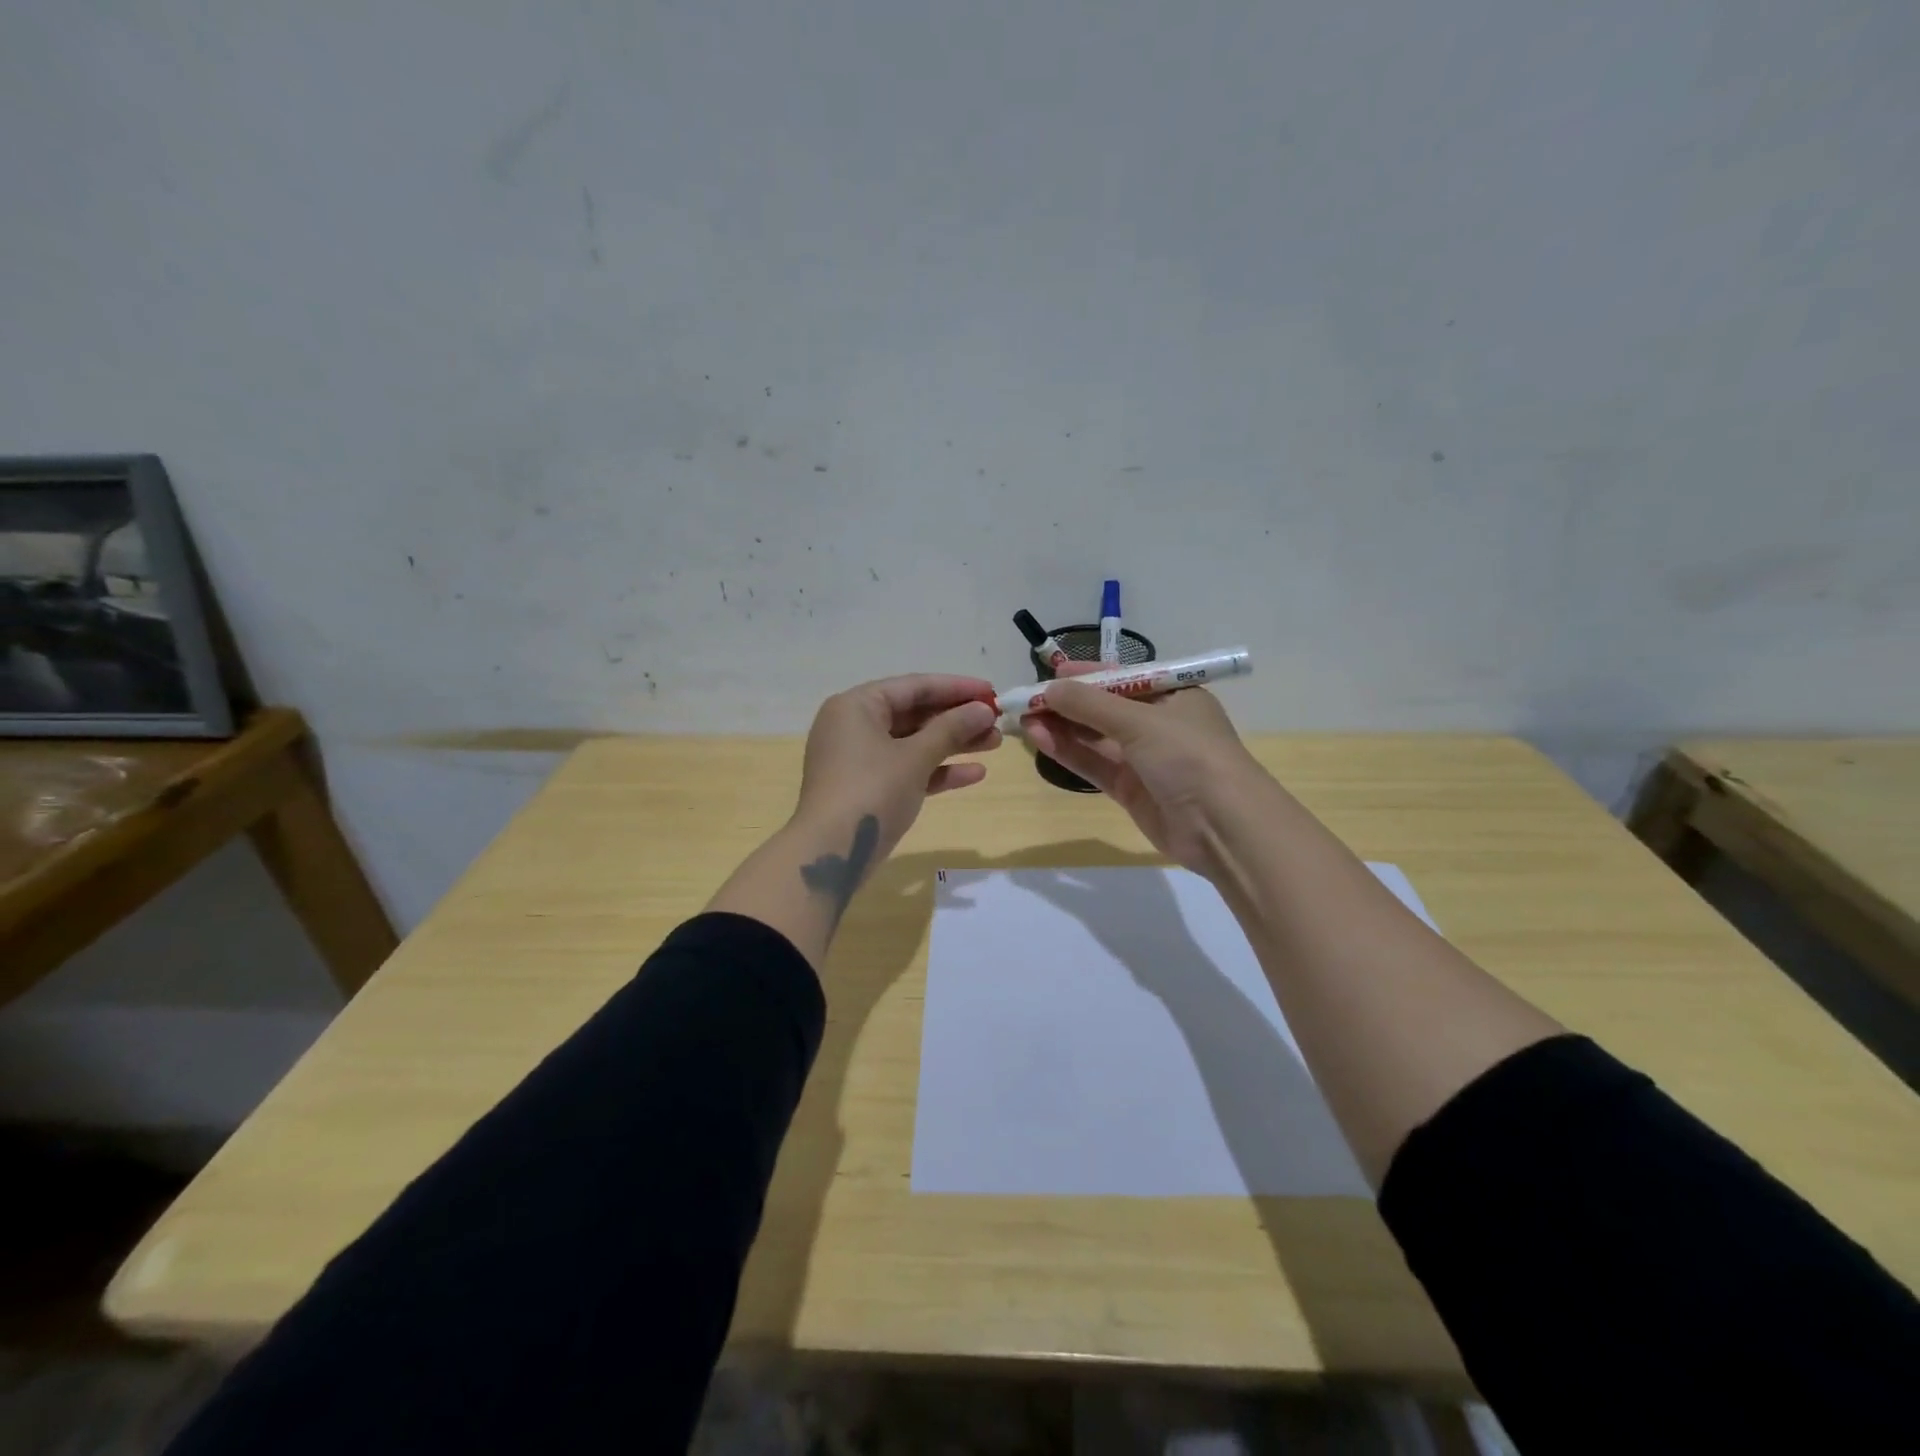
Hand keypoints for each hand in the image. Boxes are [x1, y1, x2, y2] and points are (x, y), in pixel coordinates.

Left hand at [794, 674, 1001, 867]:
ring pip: (913, 743)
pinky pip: (907, 769)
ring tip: (994, 743)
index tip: (993, 692)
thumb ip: (951, 729)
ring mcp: (859, 759)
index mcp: (856, 706)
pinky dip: (936, 770)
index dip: (956, 688)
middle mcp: (854, 726)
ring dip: (953, 744)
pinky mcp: (868, 788)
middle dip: (957, 719)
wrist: (831, 853)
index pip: (914, 686)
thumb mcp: (915, 757)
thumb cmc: (871, 791)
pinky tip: (975, 774)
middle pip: (914, 714)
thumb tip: (984, 709)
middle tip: (997, 721)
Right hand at [1022, 667, 1263, 875]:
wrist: (1222, 826)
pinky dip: (1068, 752)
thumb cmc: (1189, 756)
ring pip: (1095, 738)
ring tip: (1023, 719)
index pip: (1123, 677)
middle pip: (1104, 708)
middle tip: (1025, 699)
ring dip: (1061, 727)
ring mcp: (1144, 759)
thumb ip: (1090, 704)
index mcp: (1173, 696)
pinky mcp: (1131, 790)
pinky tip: (1040, 739)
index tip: (1050, 672)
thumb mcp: (1140, 721)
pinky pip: (1094, 764)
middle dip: (1066, 703)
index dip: (1087, 674)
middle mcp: (1159, 724)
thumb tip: (1049, 688)